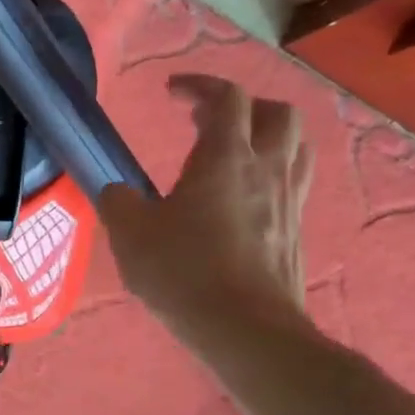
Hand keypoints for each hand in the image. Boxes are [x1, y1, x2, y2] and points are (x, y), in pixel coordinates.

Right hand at [97, 74, 312, 342]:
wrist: (245, 329)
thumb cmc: (183, 273)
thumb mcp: (130, 235)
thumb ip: (118, 202)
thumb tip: (118, 191)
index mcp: (225, 158)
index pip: (226, 98)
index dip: (199, 85)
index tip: (171, 92)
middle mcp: (266, 169)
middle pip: (275, 112)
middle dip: (241, 106)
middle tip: (207, 122)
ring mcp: (288, 200)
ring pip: (296, 145)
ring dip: (267, 135)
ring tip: (235, 151)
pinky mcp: (296, 230)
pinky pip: (294, 182)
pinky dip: (273, 172)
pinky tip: (246, 197)